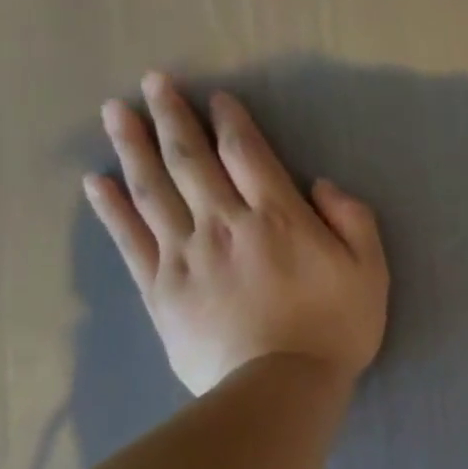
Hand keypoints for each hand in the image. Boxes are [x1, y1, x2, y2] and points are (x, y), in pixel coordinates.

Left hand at [84, 72, 388, 394]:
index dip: (231, 121)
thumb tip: (322, 185)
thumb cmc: (336, 329)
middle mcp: (224, 224)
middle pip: (191, 160)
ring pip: (153, 189)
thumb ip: (353, 221)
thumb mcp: (371, 272)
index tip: (218, 99)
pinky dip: (111, 208)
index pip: (247, 154)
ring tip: (114, 111)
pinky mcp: (161, 288)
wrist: (282, 385)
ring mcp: (185, 255)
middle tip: (153, 83)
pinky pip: (130, 239)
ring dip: (133, 146)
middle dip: (172, 117)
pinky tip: (96, 182)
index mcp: (277, 217)